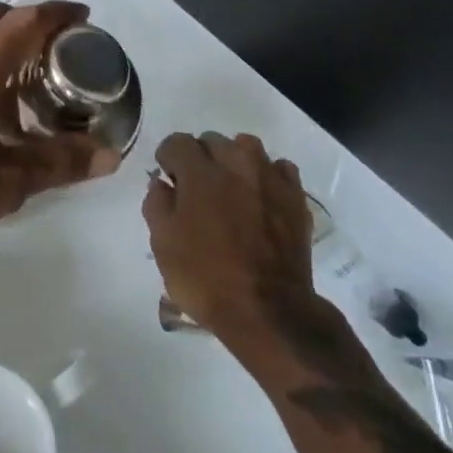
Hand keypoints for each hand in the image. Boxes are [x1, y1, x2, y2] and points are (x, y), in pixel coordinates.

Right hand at [143, 131, 314, 333]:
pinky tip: (260, 197)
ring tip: (230, 188)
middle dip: (200, 157)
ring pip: (247, 147)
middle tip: (197, 189)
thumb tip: (162, 183)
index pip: (177, 142)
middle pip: (212, 140)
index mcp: (200, 172)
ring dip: (234, 160)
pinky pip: (279, 169)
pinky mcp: (296, 197)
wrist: (269, 312)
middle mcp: (236, 163)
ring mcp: (270, 178)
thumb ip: (157, 204)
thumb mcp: (163, 244)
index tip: (169, 180)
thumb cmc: (207, 278)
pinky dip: (267, 175)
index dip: (168, 159)